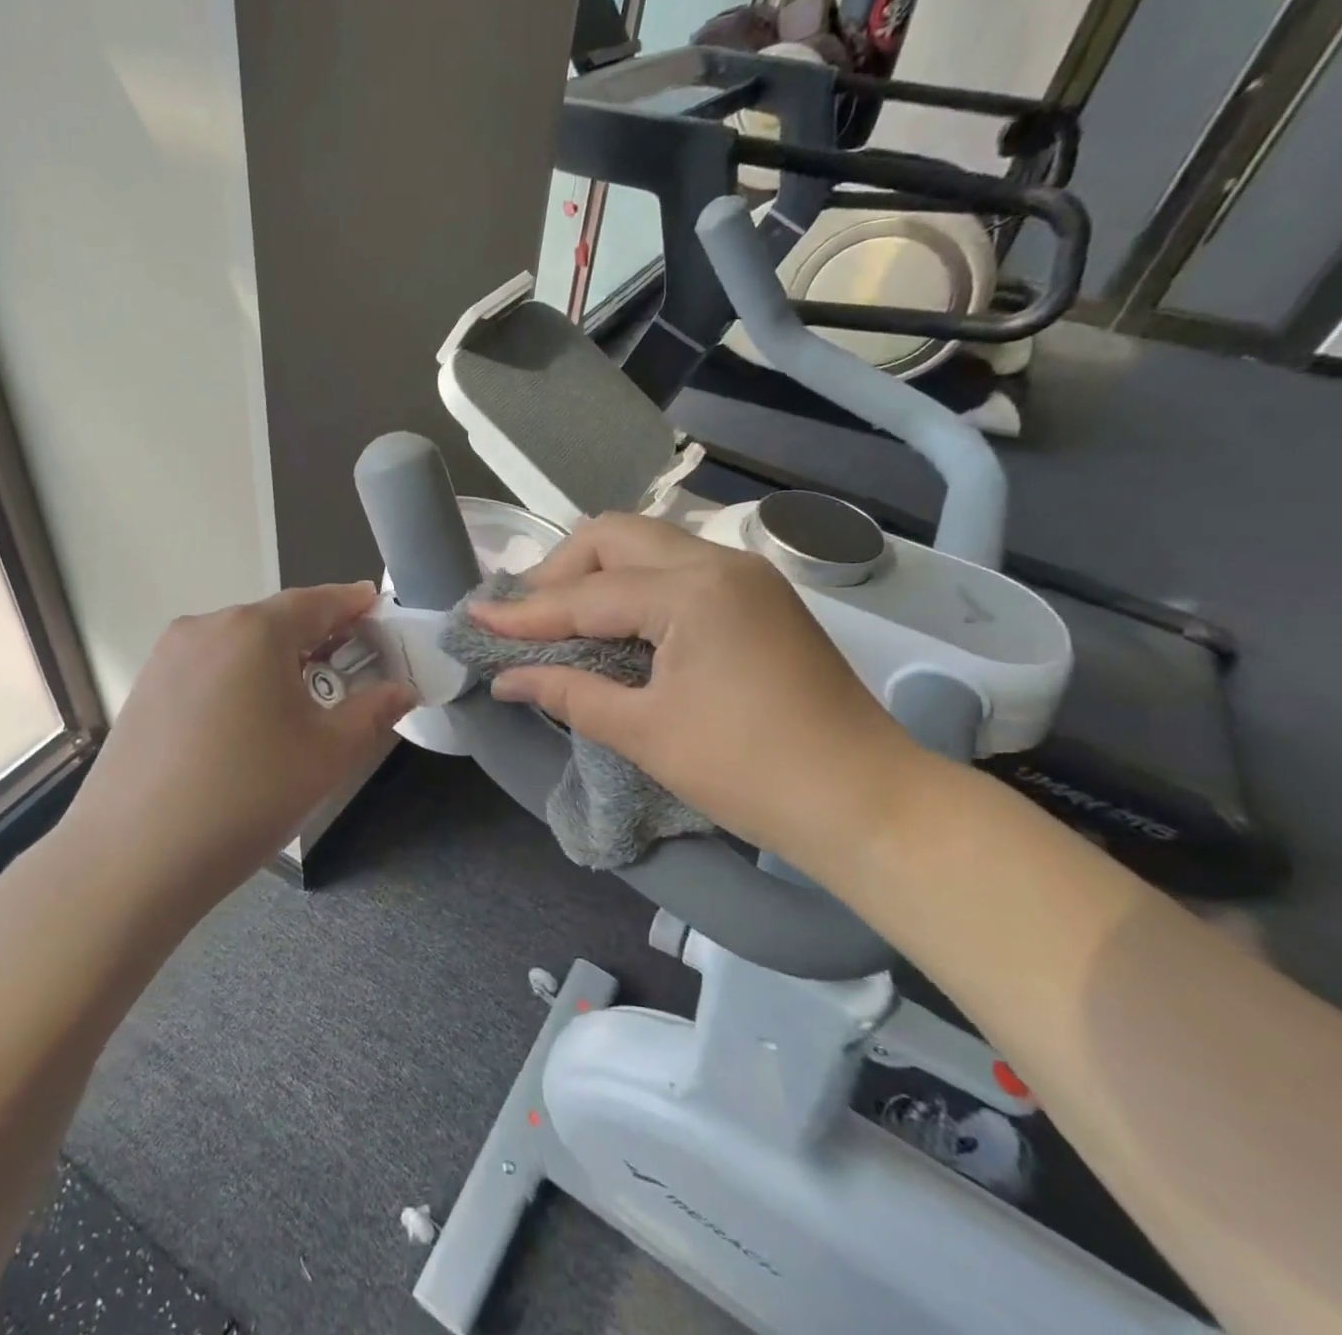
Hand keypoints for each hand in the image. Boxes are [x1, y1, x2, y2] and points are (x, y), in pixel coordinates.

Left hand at [64, 583, 413, 906]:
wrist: (132, 859)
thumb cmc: (247, 797)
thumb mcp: (327, 755)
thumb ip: (373, 711)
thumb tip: (402, 689)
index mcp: (254, 630)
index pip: (318, 601)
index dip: (353, 604)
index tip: (377, 608)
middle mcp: (206, 627)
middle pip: (275, 620)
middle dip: (317, 636)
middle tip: (350, 665)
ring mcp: (168, 656)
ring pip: (239, 644)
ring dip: (276, 660)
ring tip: (301, 700)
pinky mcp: (145, 687)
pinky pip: (208, 667)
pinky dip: (239, 678)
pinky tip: (247, 721)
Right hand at [471, 513, 925, 879]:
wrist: (869, 804)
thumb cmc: (750, 772)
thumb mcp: (645, 732)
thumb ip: (568, 692)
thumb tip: (504, 678)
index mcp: (691, 591)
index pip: (586, 594)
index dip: (523, 613)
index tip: (472, 618)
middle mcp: (718, 562)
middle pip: (615, 536)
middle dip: (559, 571)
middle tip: (524, 617)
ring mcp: (744, 576)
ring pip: (647, 546)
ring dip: (595, 574)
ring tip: (558, 618)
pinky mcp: (757, 597)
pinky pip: (675, 570)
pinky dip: (632, 588)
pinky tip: (612, 624)